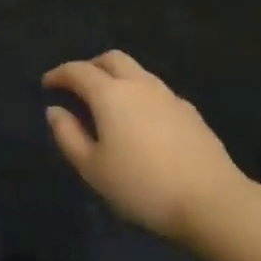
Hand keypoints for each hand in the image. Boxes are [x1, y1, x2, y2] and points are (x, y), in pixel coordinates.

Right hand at [43, 51, 248, 238]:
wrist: (212, 201)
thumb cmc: (142, 186)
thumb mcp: (92, 168)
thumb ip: (68, 135)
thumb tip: (55, 111)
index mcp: (111, 94)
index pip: (79, 71)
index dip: (60, 74)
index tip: (48, 84)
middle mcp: (140, 85)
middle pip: (112, 59)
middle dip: (90, 66)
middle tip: (77, 86)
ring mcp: (169, 96)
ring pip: (138, 72)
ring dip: (117, 78)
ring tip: (107, 104)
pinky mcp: (190, 112)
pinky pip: (156, 92)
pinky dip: (139, 95)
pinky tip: (140, 122)